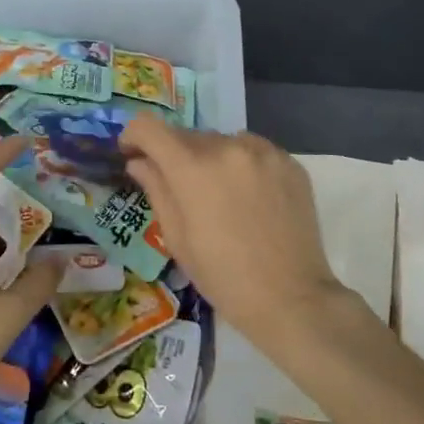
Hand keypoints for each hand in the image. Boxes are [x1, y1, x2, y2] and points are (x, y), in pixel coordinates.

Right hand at [120, 117, 342, 343]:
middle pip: (188, 135)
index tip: (133, 153)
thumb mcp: (177, 238)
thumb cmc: (223, 277)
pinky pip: (255, 151)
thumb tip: (139, 162)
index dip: (134, 136)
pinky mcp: (290, 163)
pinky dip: (243, 165)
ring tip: (219, 195)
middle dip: (175, 155)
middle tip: (179, 188)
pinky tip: (250, 198)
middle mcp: (228, 147)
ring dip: (212, 158)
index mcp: (193, 168)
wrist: (290, 297)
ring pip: (223, 141)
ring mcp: (264, 152)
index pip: (149, 127)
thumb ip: (156, 190)